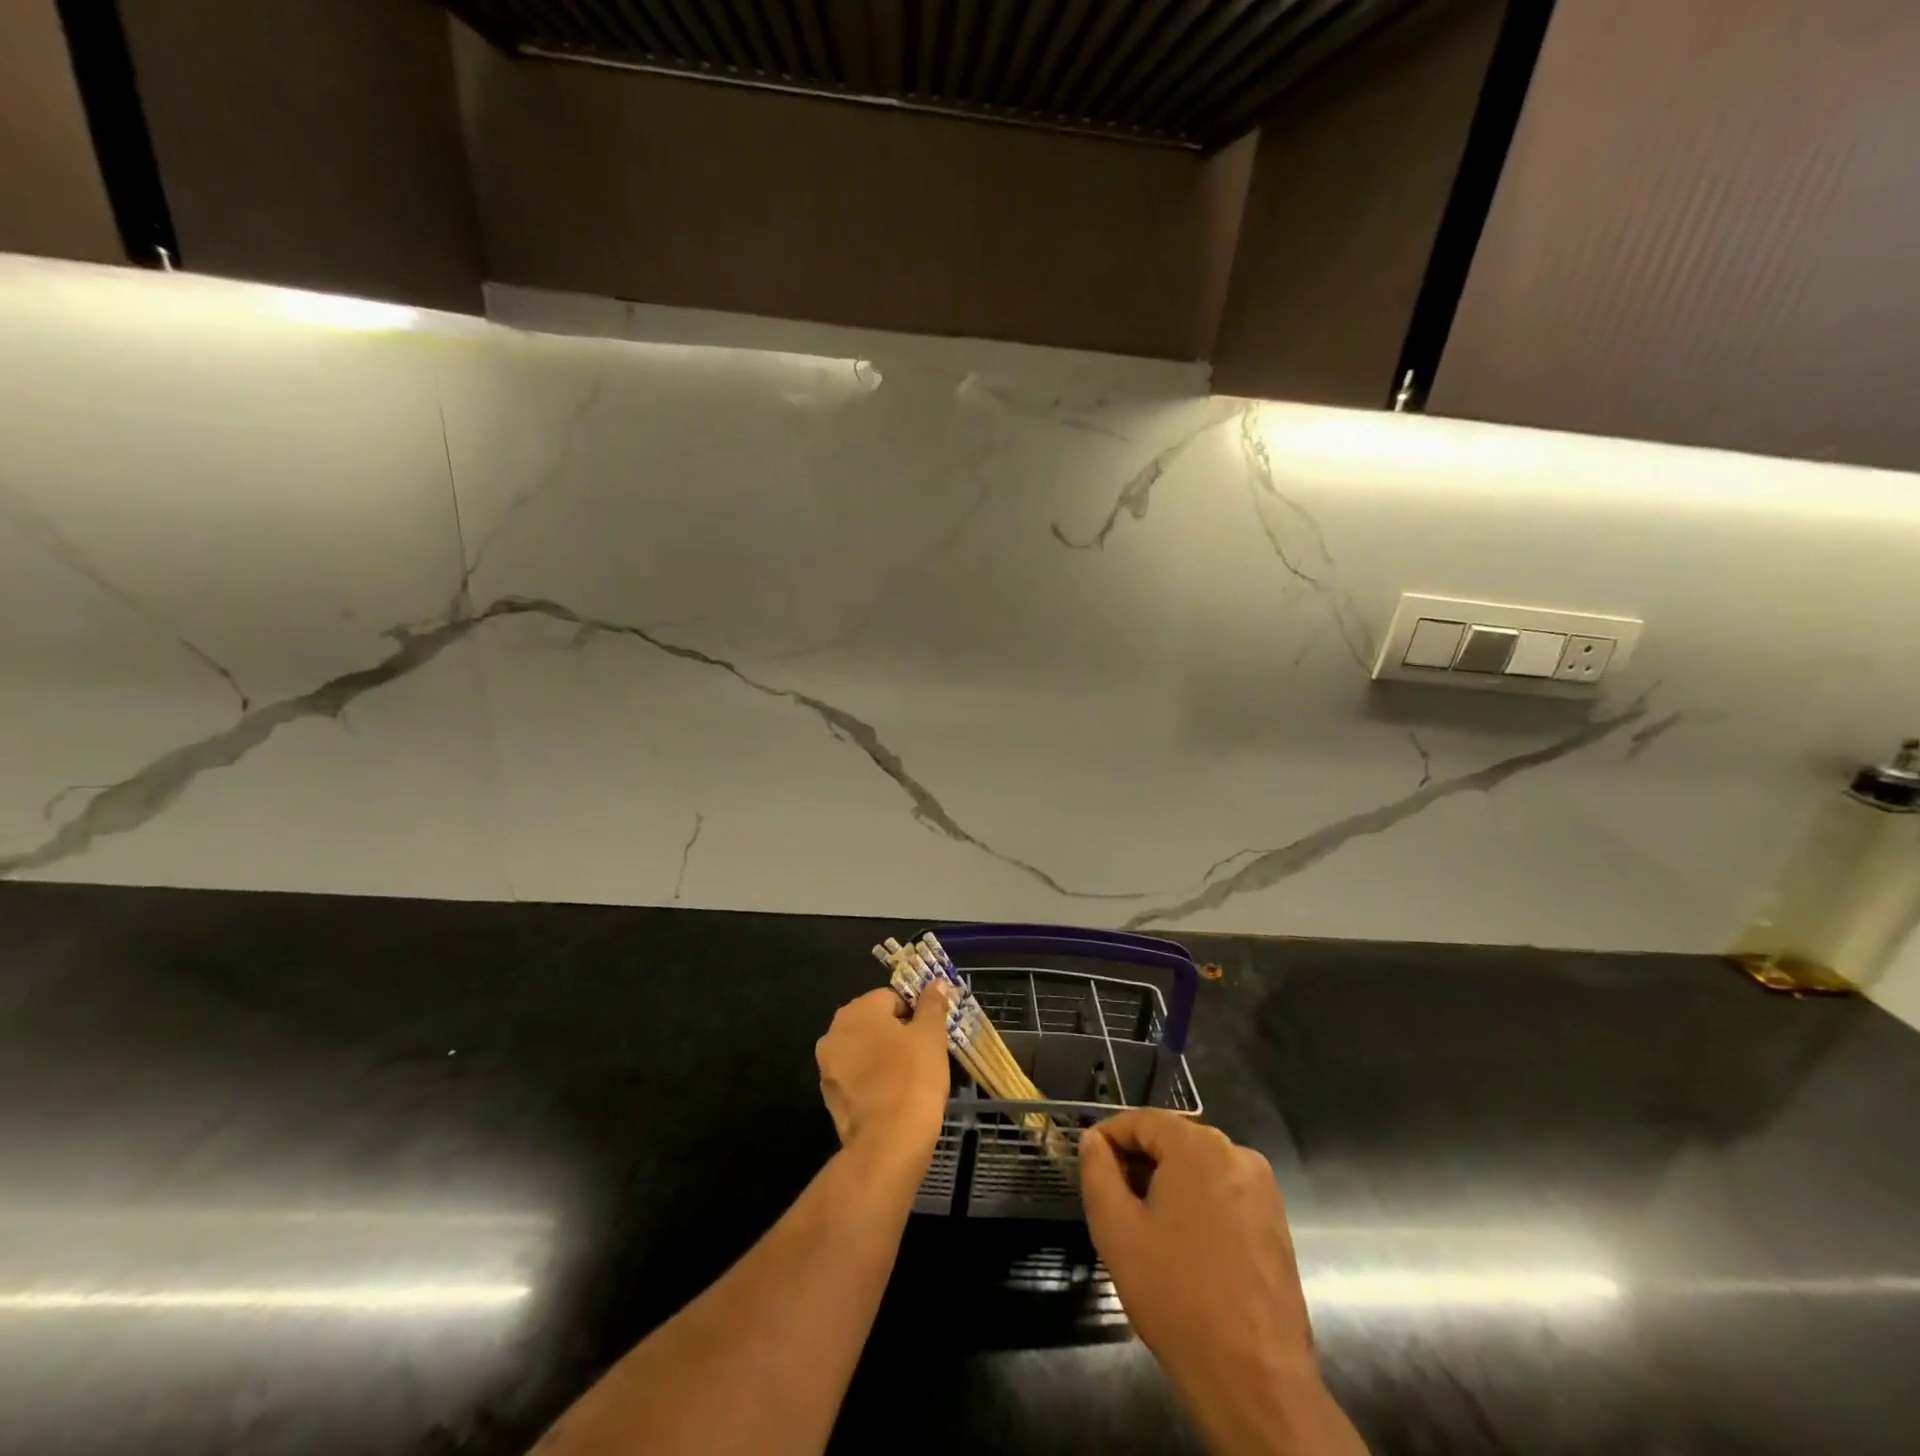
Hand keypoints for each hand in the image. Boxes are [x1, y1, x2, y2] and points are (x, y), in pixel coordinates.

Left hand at [815, 984, 951, 1170]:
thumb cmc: (913, 1078)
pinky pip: (856, 1078)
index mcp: (856, 1011)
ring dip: (882, 1057)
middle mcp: (834, 1033)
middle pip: (873, 1023)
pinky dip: (872, 1081)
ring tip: (909, 1079)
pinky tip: (893, 1097)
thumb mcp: (931, 1036)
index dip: (914, 1014)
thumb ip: (932, 1005)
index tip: (929, 1036)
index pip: (891, 998)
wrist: (889, 1144)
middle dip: (896, 1034)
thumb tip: (936, 982)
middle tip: (922, 1055)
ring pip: (863, 1051)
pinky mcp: (829, 1098)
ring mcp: (827, 1067)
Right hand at [1081, 1111, 1364, 1455]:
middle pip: (1173, 1141)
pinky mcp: (1276, 1223)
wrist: (1255, 1379)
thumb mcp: (1116, 1229)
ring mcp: (1262, 1189)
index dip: (1110, 1137)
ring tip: (1144, 1227)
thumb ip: (1097, 1172)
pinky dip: (1198, 1205)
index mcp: (1199, 1146)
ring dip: (1167, 1185)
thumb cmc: (1176, 1295)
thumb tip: (1094, 1141)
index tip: (1089, 1164)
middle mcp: (1236, 1154)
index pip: (1142, 1120)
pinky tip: (1182, 1247)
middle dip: (1139, 1163)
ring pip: (1199, 1169)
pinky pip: (1224, 1194)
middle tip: (1112, 1201)